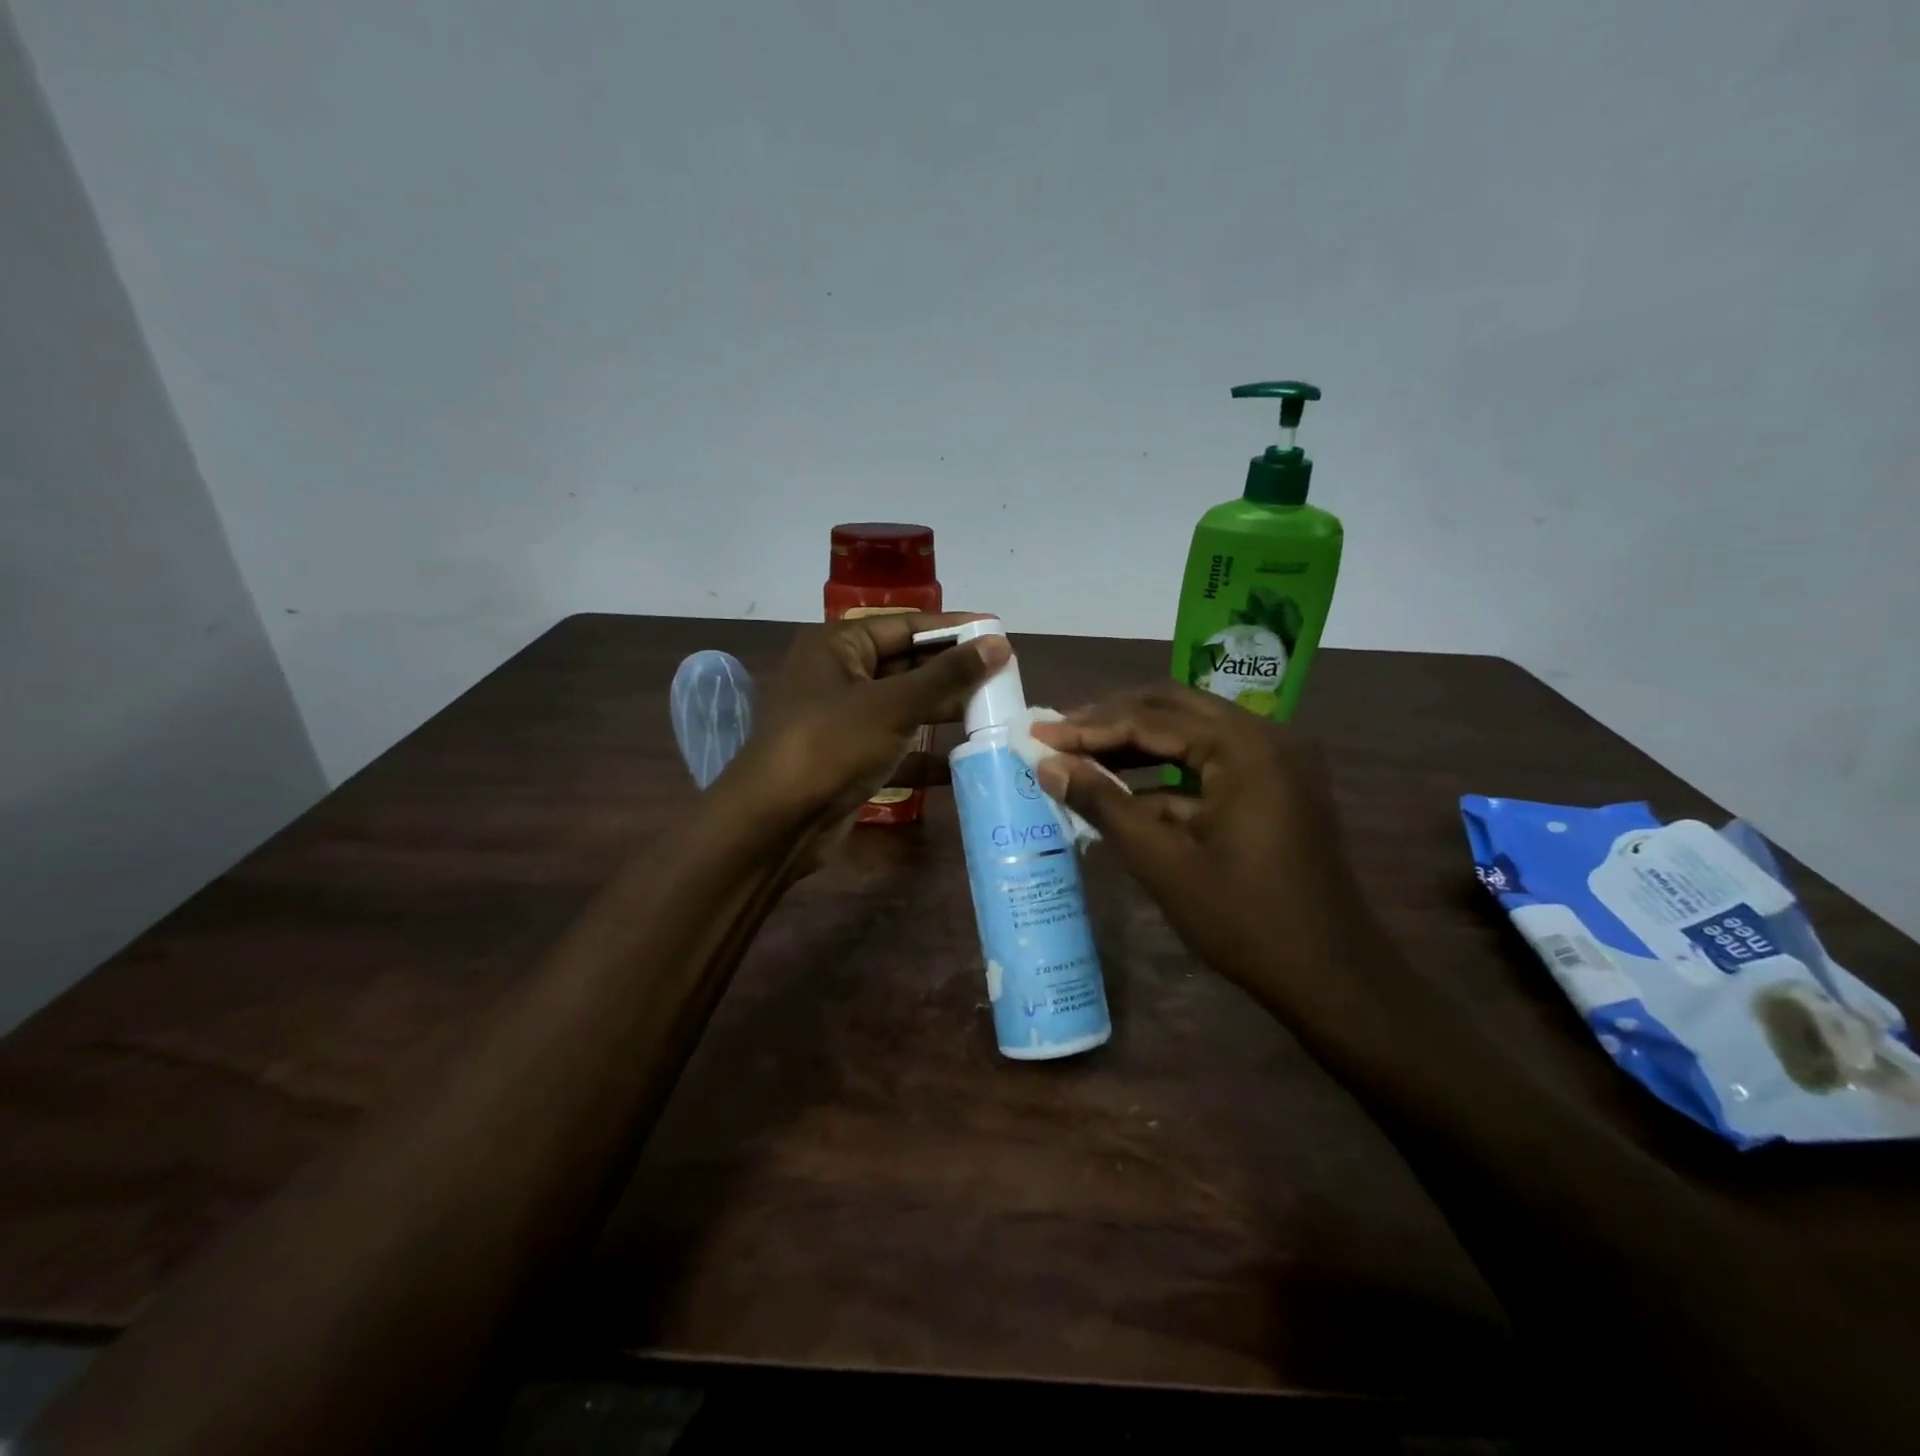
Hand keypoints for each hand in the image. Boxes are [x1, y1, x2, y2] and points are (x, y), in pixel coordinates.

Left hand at [719, 613, 1009, 854]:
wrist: (775, 822)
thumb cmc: (831, 744)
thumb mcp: (893, 704)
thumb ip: (947, 675)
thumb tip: (998, 644)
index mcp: (838, 646)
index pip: (906, 626)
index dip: (953, 629)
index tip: (998, 633)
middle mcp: (839, 676)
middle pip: (907, 665)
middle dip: (953, 674)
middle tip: (1005, 678)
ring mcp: (844, 721)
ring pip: (904, 707)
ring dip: (944, 713)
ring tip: (995, 714)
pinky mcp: (850, 759)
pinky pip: (896, 747)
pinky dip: (925, 754)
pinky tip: (964, 762)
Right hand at [1029, 684, 1376, 992]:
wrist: (1331, 977)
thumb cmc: (1244, 919)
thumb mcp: (1162, 861)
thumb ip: (1103, 804)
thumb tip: (1048, 766)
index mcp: (1245, 746)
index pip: (1151, 719)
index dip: (1088, 727)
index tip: (1039, 735)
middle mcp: (1265, 736)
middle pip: (1172, 709)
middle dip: (1111, 721)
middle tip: (1058, 735)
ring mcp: (1275, 760)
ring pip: (1191, 733)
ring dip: (1136, 743)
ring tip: (1080, 755)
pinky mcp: (1275, 786)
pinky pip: (1210, 763)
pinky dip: (1166, 773)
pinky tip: (1123, 791)